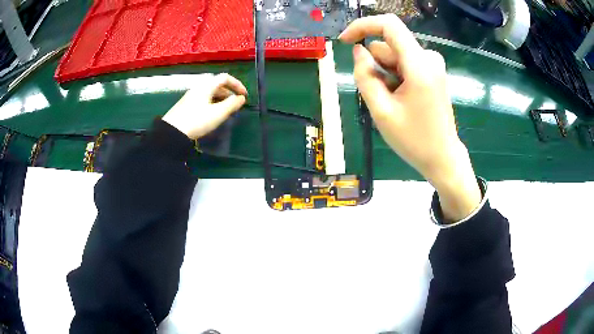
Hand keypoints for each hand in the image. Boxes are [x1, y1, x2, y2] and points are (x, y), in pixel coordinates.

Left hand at [162, 73, 247, 139]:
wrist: (172, 132)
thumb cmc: (197, 121)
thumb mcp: (218, 113)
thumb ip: (232, 104)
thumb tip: (241, 98)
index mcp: (206, 86)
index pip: (225, 78)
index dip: (237, 84)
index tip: (244, 95)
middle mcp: (198, 87)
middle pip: (217, 85)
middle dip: (229, 93)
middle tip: (236, 105)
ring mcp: (191, 96)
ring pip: (210, 93)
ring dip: (221, 99)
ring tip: (226, 111)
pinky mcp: (186, 105)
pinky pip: (204, 99)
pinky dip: (213, 103)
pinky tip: (213, 114)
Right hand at [339, 15, 480, 221]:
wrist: (442, 157)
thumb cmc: (414, 140)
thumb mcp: (381, 111)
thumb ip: (365, 76)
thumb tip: (358, 51)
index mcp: (419, 65)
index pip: (389, 25)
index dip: (363, 26)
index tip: (345, 41)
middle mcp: (428, 57)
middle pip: (389, 46)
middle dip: (376, 66)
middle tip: (380, 98)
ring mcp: (432, 64)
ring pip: (394, 56)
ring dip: (385, 75)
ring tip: (392, 103)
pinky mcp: (432, 71)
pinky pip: (404, 63)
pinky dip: (395, 77)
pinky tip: (401, 99)